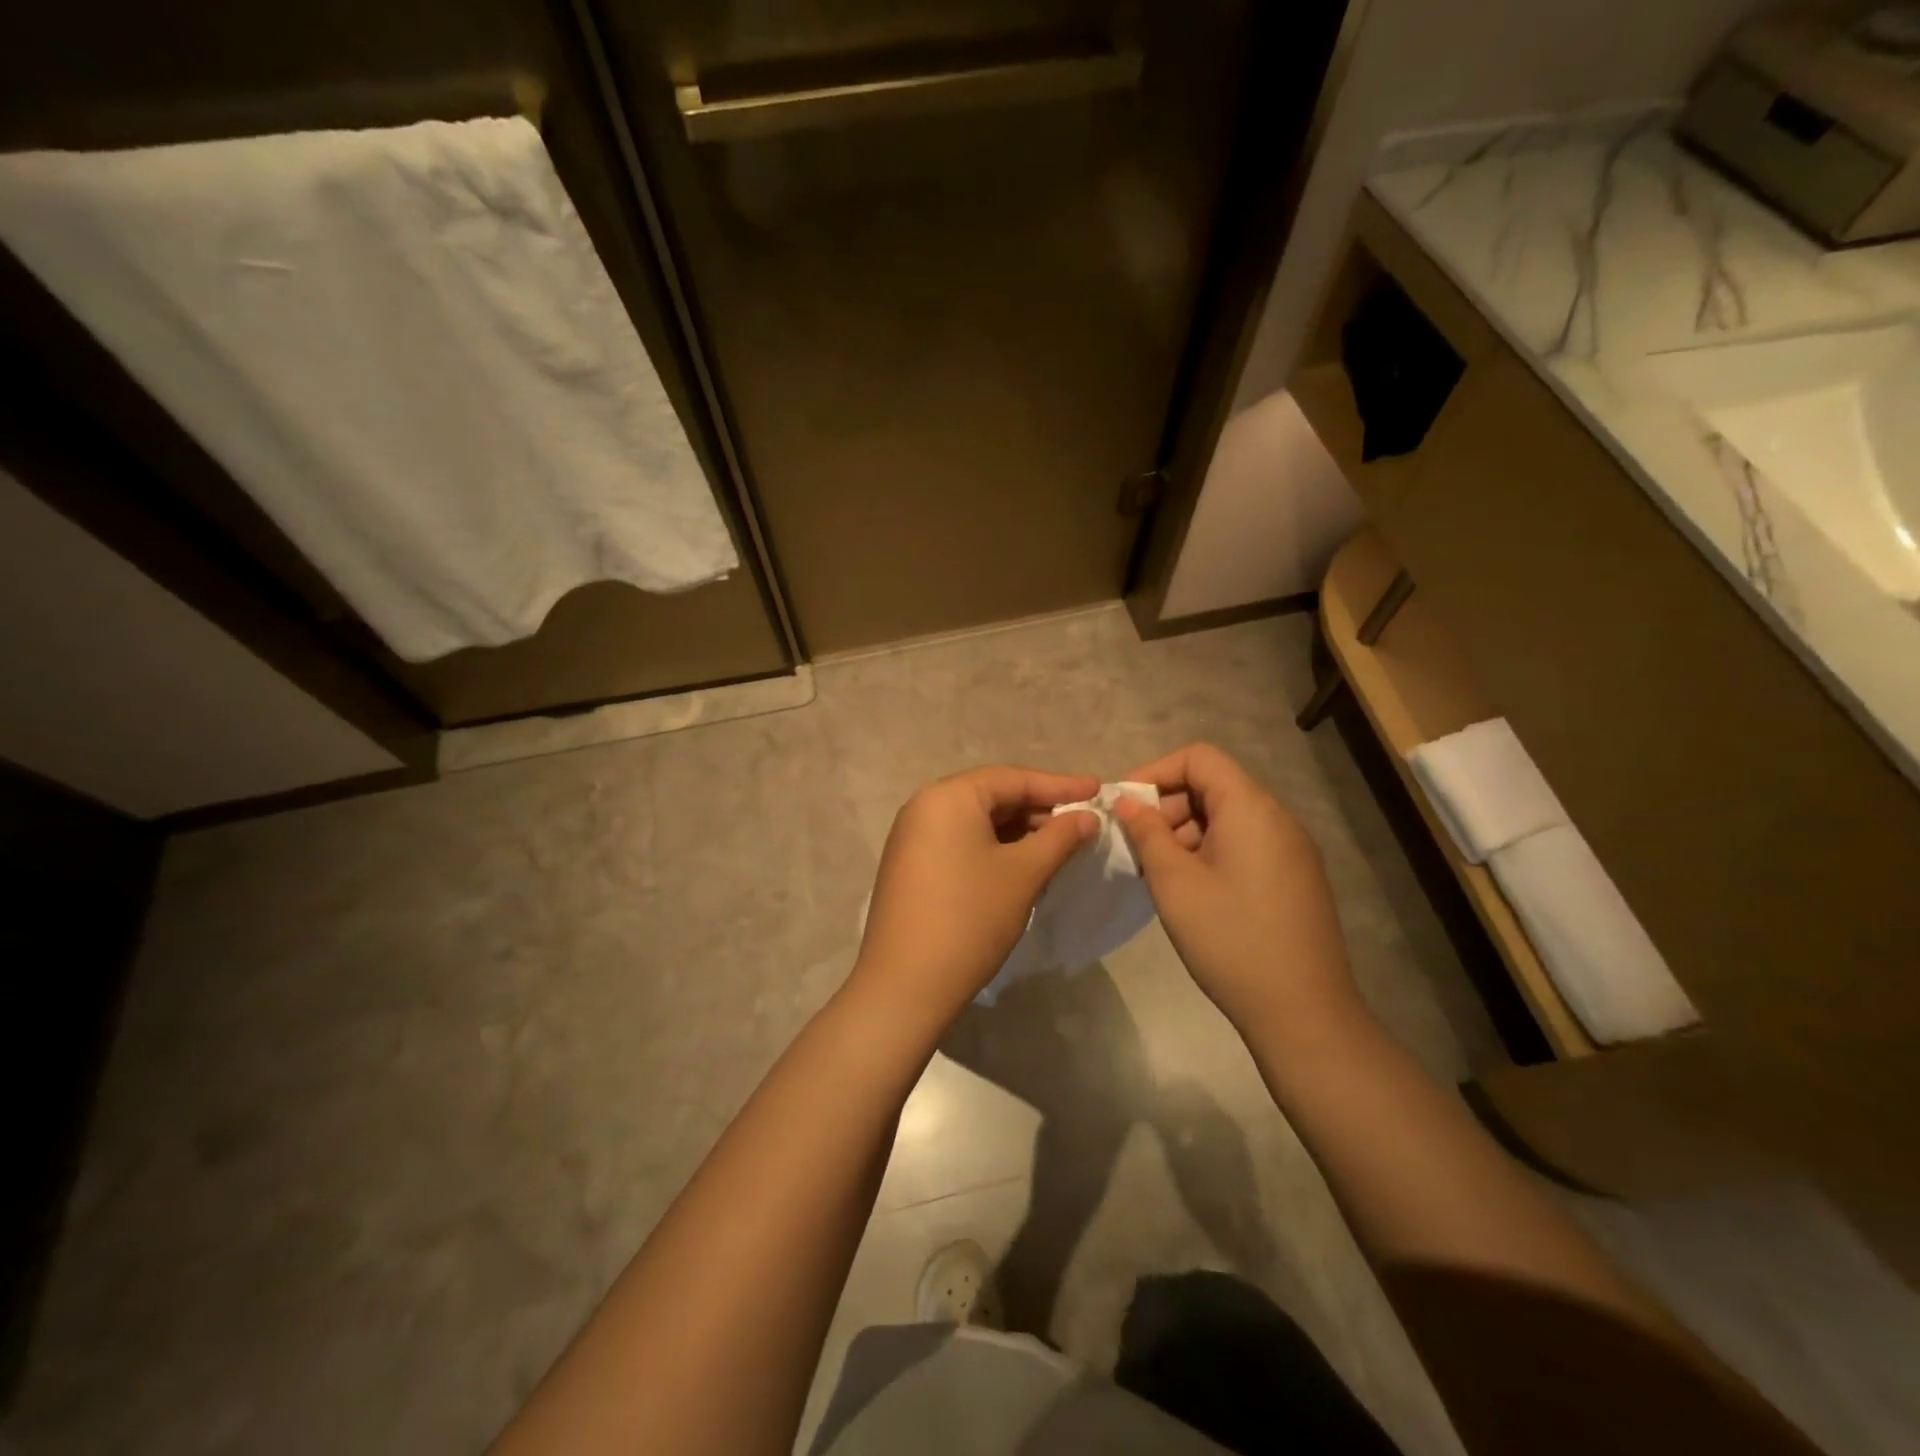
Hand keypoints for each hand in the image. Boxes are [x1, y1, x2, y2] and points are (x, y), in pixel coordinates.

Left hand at [851, 766, 1098, 1028]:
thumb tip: (1087, 817)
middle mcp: (925, 807)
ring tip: (1060, 846)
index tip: (1097, 790)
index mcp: (948, 796)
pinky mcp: (911, 867)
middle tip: (1082, 823)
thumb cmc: (970, 918)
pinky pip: (960, 843)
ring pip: (977, 823)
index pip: (1013, 778)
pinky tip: (1022, 867)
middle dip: (1039, 809)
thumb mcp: (1023, 874)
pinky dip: (994, 849)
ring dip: (1019, 832)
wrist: (905, 985)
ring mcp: (912, 838)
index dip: (1059, 785)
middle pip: (993, 797)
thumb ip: (1059, 838)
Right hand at [1115, 744, 1359, 1035]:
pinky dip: (1209, 853)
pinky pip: (1244, 845)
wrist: (1303, 1012)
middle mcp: (1277, 819)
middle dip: (1168, 807)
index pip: (1199, 758)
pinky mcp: (1294, 878)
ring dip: (1185, 834)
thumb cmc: (1230, 939)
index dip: (1156, 772)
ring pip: (1226, 819)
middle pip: (1213, 786)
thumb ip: (1147, 833)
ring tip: (1159, 875)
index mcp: (1251, 808)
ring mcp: (1290, 850)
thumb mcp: (1174, 883)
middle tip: (1138, 848)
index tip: (1126, 806)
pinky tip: (1190, 891)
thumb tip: (1127, 802)